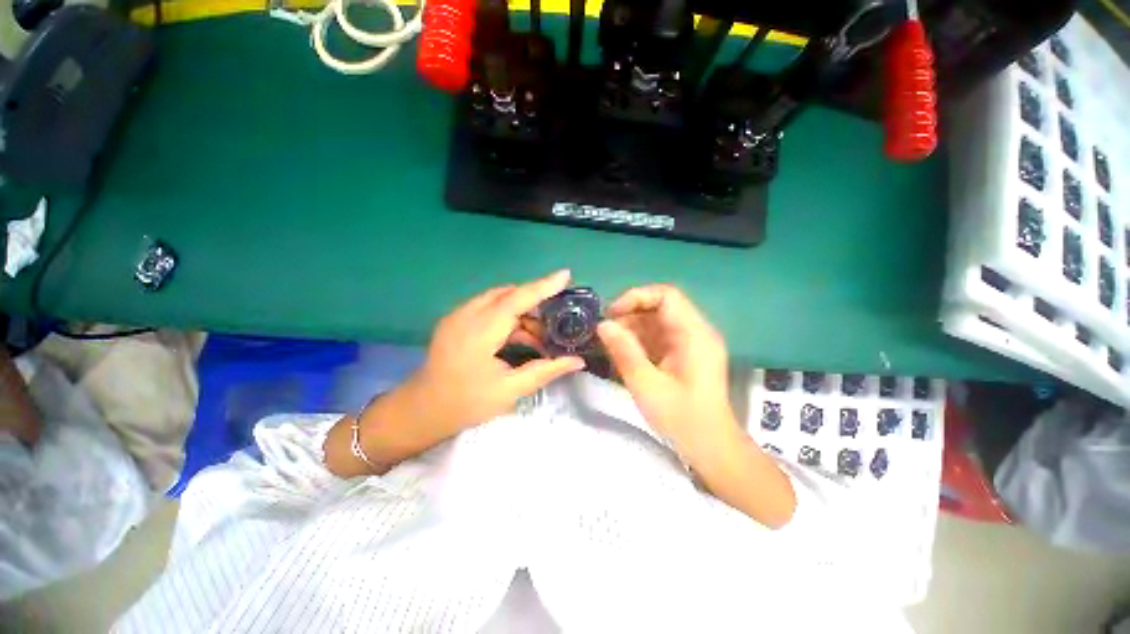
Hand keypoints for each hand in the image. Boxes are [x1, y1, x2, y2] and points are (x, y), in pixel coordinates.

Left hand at [408, 269, 585, 434]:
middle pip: (509, 295)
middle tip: (557, 321)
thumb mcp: (510, 390)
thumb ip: (546, 370)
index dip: (543, 286)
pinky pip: (488, 309)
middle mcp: (467, 314)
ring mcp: (458, 315)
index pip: (517, 299)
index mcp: (479, 330)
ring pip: (499, 301)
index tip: (566, 275)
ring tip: (540, 339)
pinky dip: (508, 319)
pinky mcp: (456, 320)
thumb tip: (578, 361)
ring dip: (522, 314)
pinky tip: (519, 339)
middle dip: (535, 304)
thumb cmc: (466, 402)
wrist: (421, 410)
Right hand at [596, 284, 736, 459]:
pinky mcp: (685, 353)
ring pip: (657, 321)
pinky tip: (624, 353)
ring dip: (632, 328)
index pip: (666, 295)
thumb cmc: (682, 419)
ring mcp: (691, 342)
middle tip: (606, 332)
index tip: (611, 314)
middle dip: (630, 314)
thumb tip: (602, 325)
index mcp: (694, 334)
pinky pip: (659, 336)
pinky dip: (639, 340)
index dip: (636, 297)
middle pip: (660, 306)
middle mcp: (696, 331)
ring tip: (611, 345)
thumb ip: (624, 352)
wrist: (711, 447)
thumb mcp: (647, 385)